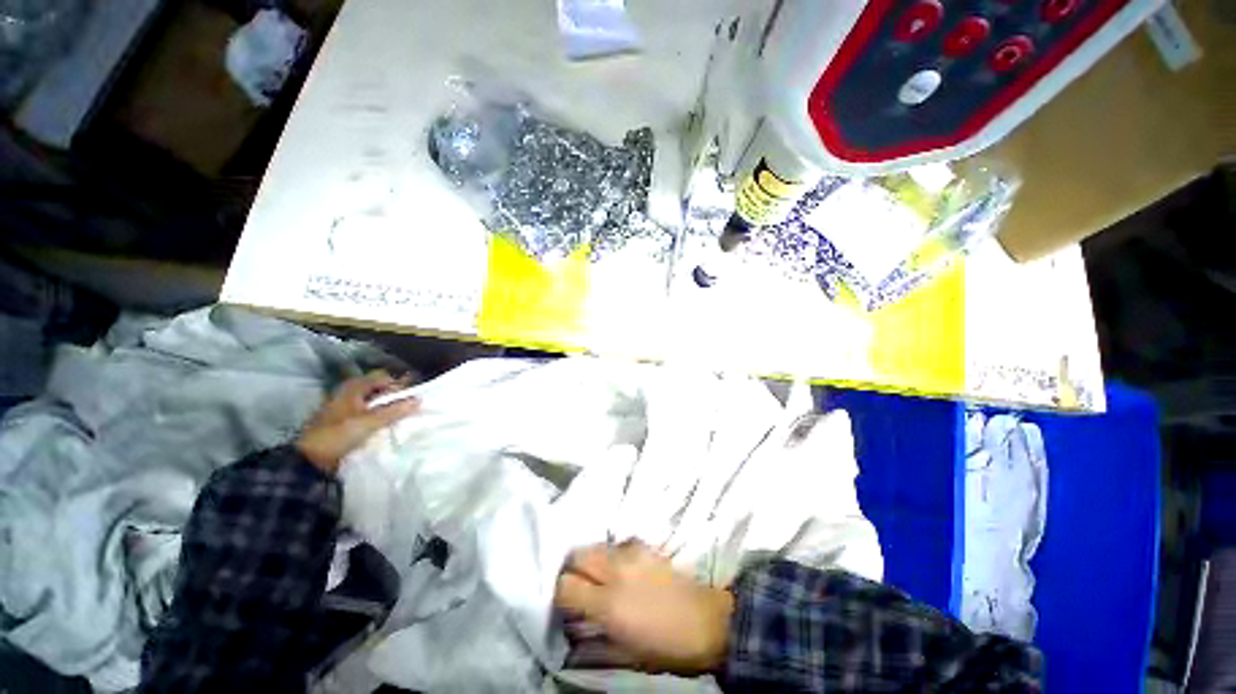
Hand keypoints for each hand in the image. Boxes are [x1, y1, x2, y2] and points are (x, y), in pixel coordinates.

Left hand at [295, 370, 419, 472]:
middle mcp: (348, 393)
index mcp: (352, 388)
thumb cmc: (338, 435)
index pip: (382, 377)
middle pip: (377, 388)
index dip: (397, 385)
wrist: (309, 459)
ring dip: (385, 407)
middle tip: (405, 407)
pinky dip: (376, 415)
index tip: (408, 398)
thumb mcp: (369, 422)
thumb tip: (419, 399)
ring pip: (372, 400)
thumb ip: (394, 410)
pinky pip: (366, 411)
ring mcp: (344, 407)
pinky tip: (383, 425)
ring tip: (397, 417)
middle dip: (393, 396)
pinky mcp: (343, 420)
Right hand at [554, 540, 734, 674]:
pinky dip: (611, 554)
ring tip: (600, 578)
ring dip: (591, 560)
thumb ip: (594, 638)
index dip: (561, 594)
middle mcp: (616, 570)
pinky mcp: (645, 545)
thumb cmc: (666, 647)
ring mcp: (632, 552)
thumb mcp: (626, 653)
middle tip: (580, 587)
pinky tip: (621, 569)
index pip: (565, 585)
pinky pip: (616, 543)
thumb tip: (573, 627)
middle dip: (572, 570)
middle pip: (577, 554)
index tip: (567, 604)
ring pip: (595, 544)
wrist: (707, 621)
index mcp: (609, 603)